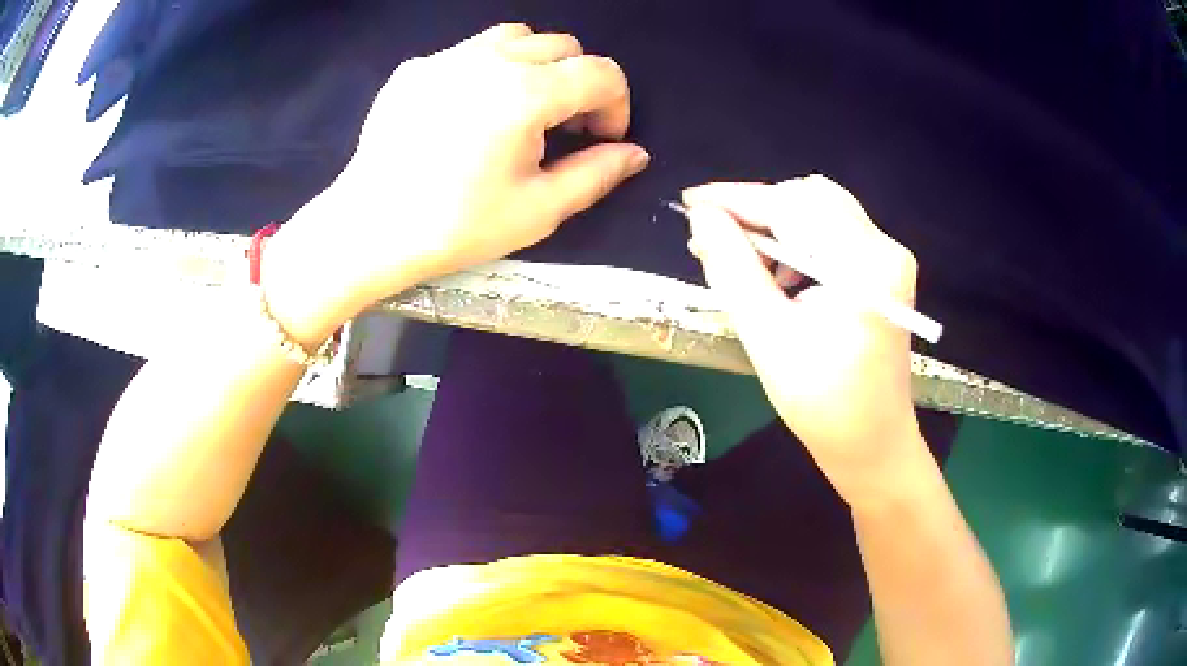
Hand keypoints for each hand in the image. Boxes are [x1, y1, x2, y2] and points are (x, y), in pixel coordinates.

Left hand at [269, 24, 648, 329]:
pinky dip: (487, 70)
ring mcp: (446, 58)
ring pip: (515, 37)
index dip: (617, 105)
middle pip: (562, 45)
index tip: (603, 139)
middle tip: (564, 127)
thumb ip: (596, 174)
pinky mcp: (414, 69)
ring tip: (521, 108)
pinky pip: (467, 52)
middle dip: (579, 82)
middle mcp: (489, 59)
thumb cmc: (456, 227)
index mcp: (526, 93)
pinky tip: (468, 112)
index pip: (600, 72)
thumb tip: (634, 153)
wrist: (368, 230)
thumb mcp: (539, 210)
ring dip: (536, 65)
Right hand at [683, 176, 924, 501]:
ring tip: (741, 259)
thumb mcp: (768, 336)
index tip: (691, 202)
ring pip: (821, 212)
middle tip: (713, 236)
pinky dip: (797, 241)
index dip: (737, 198)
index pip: (793, 206)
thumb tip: (702, 217)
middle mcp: (885, 248)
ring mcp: (888, 258)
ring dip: (775, 225)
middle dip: (757, 210)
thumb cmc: (823, 405)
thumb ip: (733, 268)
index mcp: (865, 265)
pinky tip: (777, 274)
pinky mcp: (883, 271)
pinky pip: (832, 234)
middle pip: (811, 198)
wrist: (872, 445)